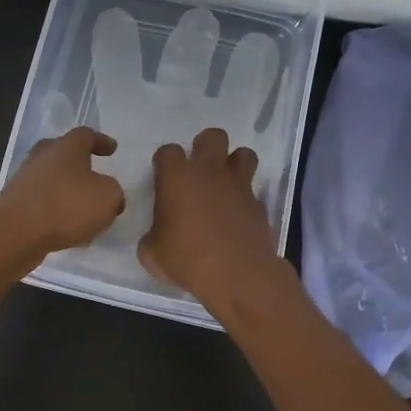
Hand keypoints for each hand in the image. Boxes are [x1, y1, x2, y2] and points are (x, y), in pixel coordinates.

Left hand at [0, 127, 125, 267]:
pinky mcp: (14, 205)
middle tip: (93, 175)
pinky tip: (69, 233)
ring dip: (68, 193)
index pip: (86, 135)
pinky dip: (56, 214)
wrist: (13, 232)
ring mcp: (24, 181)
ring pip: (52, 181)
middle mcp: (42, 158)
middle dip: (79, 165)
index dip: (101, 141)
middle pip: (62, 154)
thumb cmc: (66, 205)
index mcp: (66, 147)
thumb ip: (113, 192)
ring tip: (86, 213)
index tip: (112, 149)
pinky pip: (42, 205)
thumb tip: (108, 194)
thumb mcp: (107, 197)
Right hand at [138, 127, 281, 303]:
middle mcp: (209, 173)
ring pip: (244, 154)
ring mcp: (238, 186)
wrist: (236, 274)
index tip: (164, 178)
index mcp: (177, 177)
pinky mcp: (258, 205)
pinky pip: (253, 191)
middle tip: (198, 170)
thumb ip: (152, 235)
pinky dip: (245, 199)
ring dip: (234, 163)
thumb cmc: (186, 259)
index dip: (165, 162)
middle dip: (205, 147)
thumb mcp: (152, 253)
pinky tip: (237, 217)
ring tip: (225, 184)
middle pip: (213, 136)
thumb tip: (157, 235)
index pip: (168, 151)